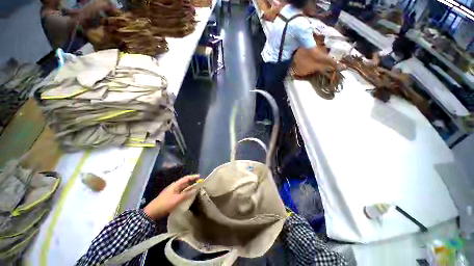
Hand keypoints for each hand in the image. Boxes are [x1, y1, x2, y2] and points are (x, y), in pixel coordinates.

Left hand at [143, 175, 198, 220]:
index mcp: (175, 185)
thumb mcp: (176, 200)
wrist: (152, 212)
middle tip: (199, 183)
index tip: (199, 176)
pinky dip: (186, 192)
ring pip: (183, 188)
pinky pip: (181, 192)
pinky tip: (189, 195)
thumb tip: (195, 190)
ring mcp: (173, 192)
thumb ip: (186, 195)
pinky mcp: (172, 197)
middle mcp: (174, 187)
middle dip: (192, 182)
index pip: (185, 178)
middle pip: (185, 182)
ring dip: (189, 187)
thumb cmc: (164, 204)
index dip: (192, 177)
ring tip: (196, 188)